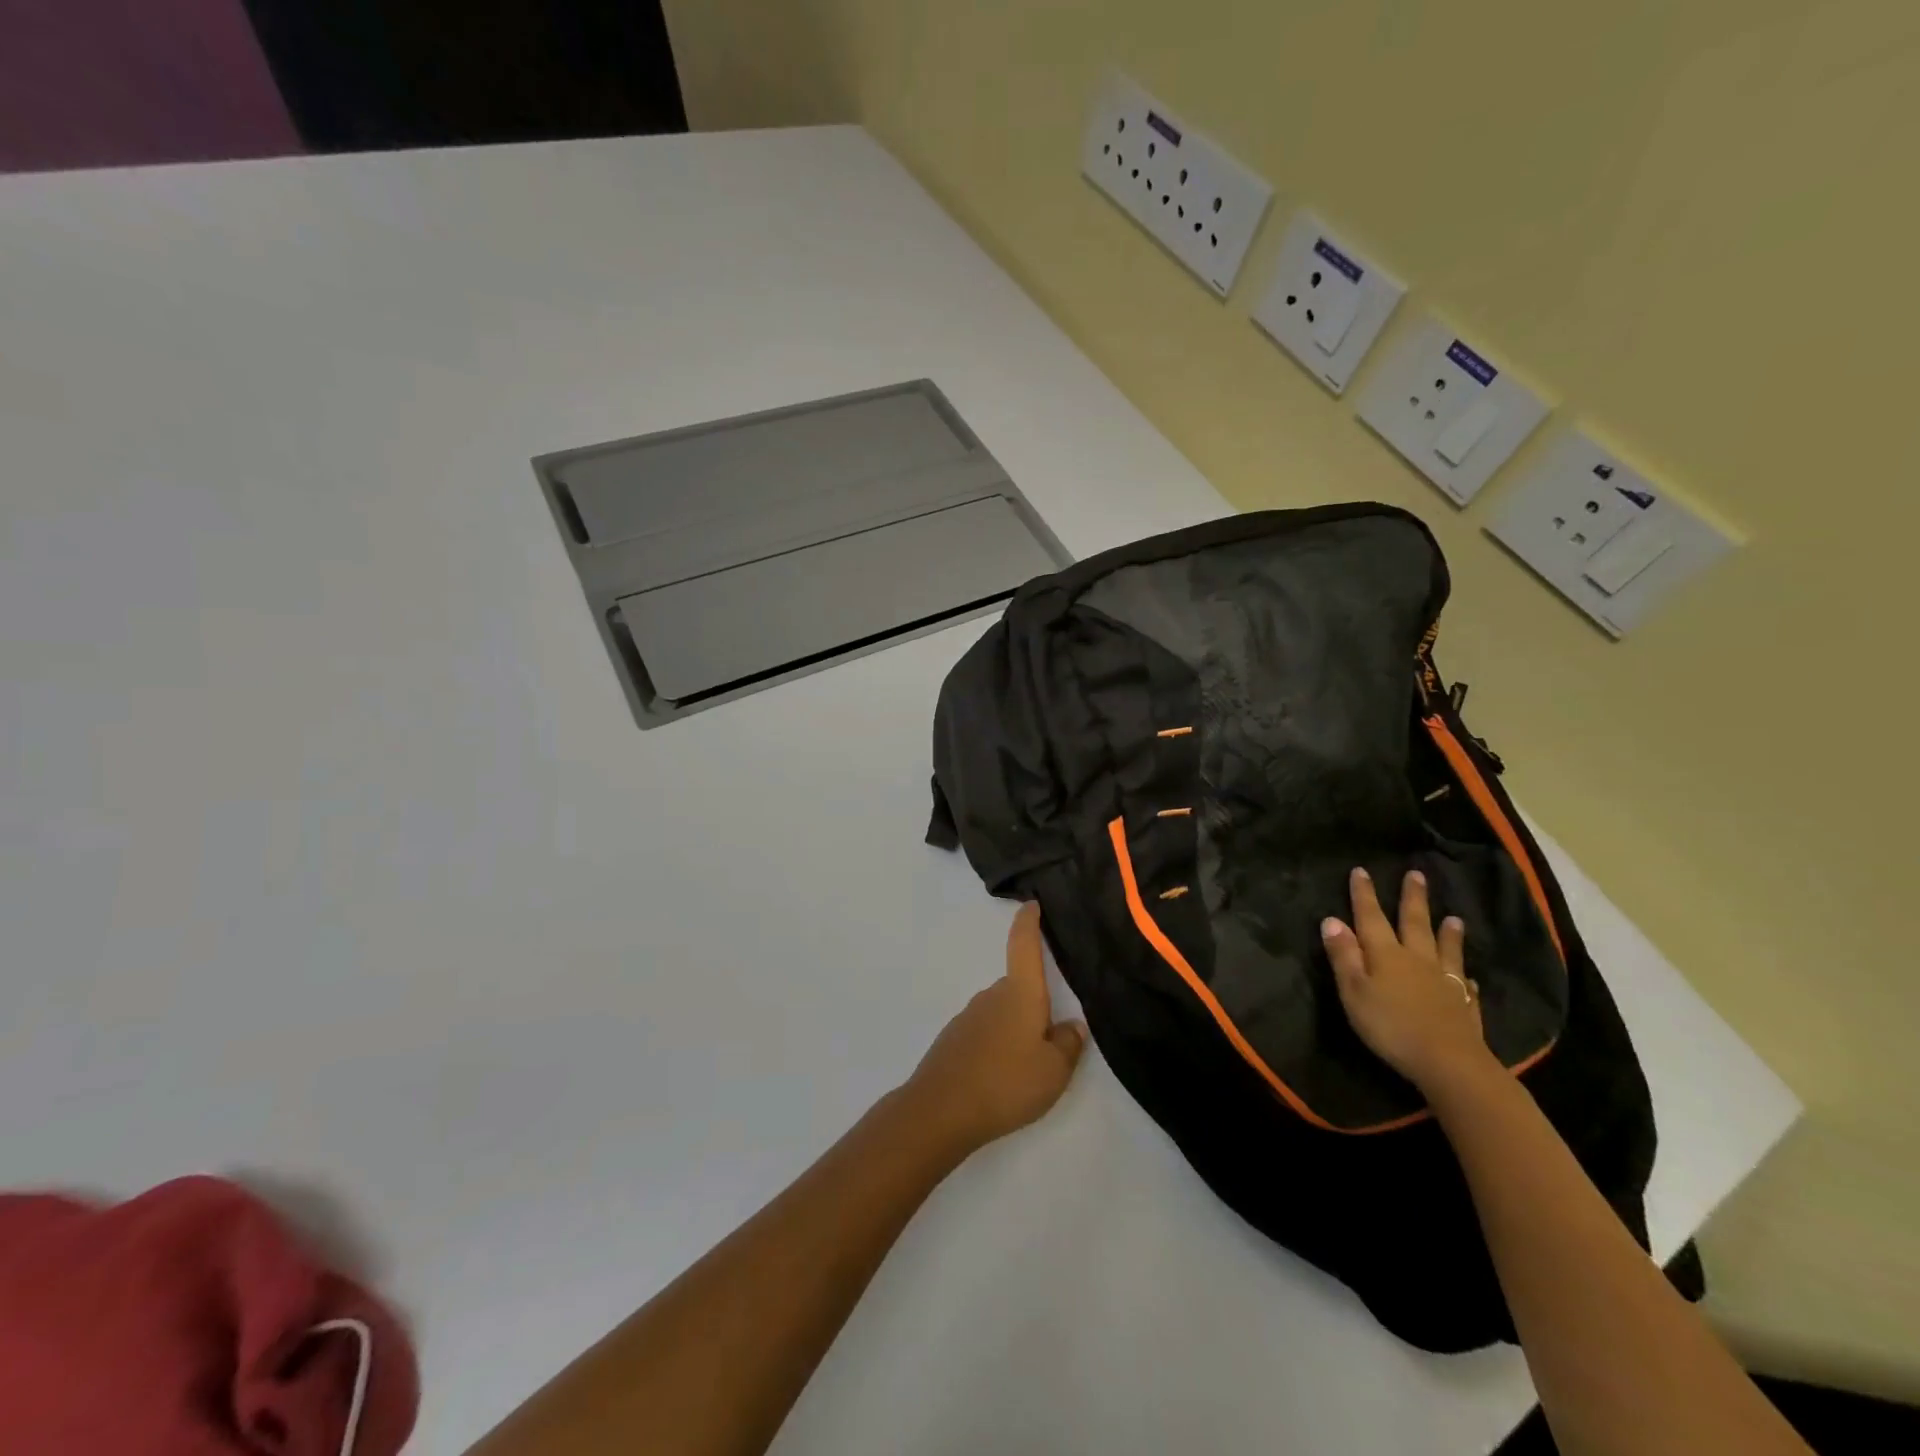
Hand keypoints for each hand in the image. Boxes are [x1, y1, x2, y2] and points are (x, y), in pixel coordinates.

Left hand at [903, 903, 1086, 1155]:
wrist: (941, 1110)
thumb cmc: (1006, 1082)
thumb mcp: (1054, 1070)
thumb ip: (1068, 1044)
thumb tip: (1072, 1025)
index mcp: (1020, 993)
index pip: (1024, 945)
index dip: (1029, 923)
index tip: (1031, 904)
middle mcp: (992, 995)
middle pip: (1019, 987)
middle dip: (1035, 1005)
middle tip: (1053, 1039)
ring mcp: (969, 1016)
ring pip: (1002, 1013)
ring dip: (1016, 1029)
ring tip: (1028, 1068)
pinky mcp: (954, 1040)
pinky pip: (985, 1033)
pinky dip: (997, 1047)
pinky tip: (1001, 1079)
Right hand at [1322, 867, 1491, 1092]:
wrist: (1449, 1063)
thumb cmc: (1390, 1025)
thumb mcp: (1353, 991)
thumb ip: (1343, 955)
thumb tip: (1332, 919)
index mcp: (1385, 954)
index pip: (1371, 917)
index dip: (1364, 894)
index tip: (1361, 870)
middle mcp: (1416, 959)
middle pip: (1414, 923)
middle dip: (1412, 899)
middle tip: (1416, 875)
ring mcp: (1444, 981)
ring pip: (1445, 949)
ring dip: (1447, 932)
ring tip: (1453, 918)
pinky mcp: (1464, 1005)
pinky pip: (1464, 983)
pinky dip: (1464, 975)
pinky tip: (1469, 977)